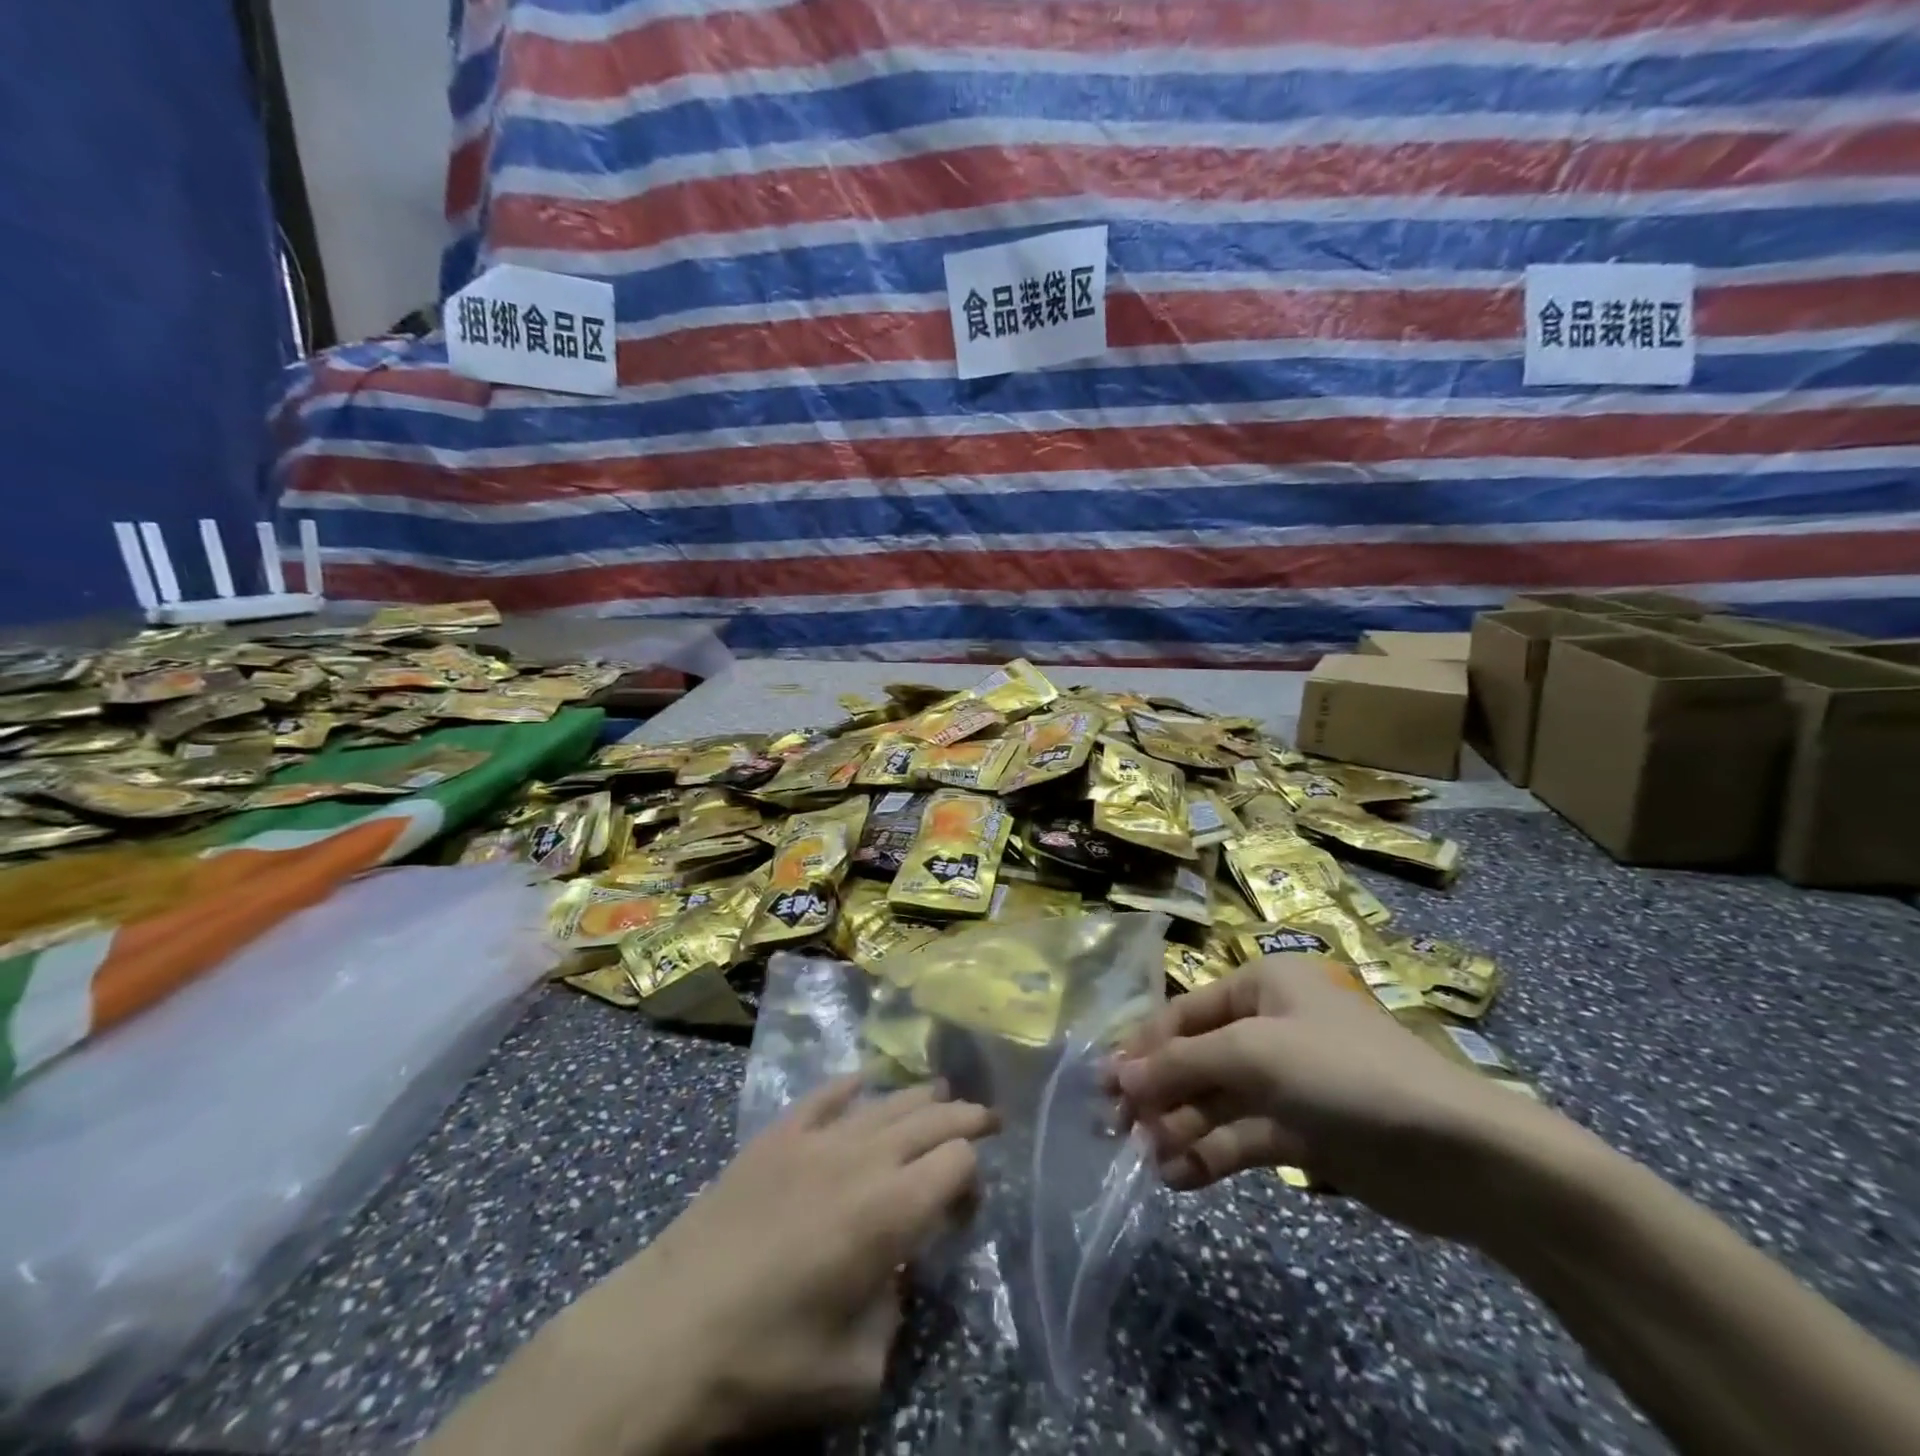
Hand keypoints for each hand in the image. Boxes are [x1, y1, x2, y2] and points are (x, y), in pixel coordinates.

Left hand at [543, 1078, 996, 1452]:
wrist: (661, 1335)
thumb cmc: (761, 1364)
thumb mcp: (853, 1374)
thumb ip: (894, 1316)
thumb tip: (893, 1274)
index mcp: (888, 1210)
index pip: (956, 1160)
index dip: (974, 1175)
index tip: (968, 1206)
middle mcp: (860, 1158)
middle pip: (929, 1117)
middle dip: (965, 1116)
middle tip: (988, 1119)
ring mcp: (813, 1139)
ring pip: (883, 1101)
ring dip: (918, 1097)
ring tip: (941, 1093)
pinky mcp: (773, 1137)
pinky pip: (822, 1097)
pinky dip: (848, 1088)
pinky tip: (860, 1083)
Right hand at [1110, 955, 1550, 1241]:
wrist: (1457, 1151)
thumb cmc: (1344, 1072)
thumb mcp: (1254, 1054)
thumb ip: (1181, 1064)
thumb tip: (1118, 1076)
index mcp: (1261, 985)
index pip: (1184, 1012)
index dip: (1143, 1046)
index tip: (1104, 1083)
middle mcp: (1271, 1025)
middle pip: (1198, 1057)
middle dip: (1160, 1092)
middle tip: (1117, 1128)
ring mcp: (1289, 1081)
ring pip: (1218, 1101)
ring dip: (1182, 1128)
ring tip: (1149, 1160)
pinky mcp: (1305, 1131)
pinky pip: (1245, 1136)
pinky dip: (1213, 1154)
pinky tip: (1180, 1177)